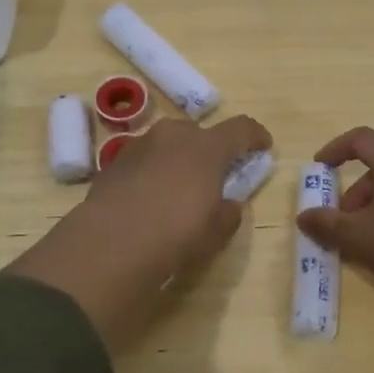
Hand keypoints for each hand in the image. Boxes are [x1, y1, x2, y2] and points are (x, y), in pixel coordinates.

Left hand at [6, 114, 271, 351]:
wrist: (110, 244)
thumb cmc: (176, 234)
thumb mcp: (216, 231)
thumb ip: (229, 212)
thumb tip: (227, 205)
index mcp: (207, 147)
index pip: (241, 128)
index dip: (255, 135)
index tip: (263, 146)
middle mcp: (173, 136)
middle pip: (199, 133)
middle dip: (210, 149)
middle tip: (214, 174)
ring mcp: (139, 146)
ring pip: (167, 144)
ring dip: (177, 158)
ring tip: (178, 187)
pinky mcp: (112, 163)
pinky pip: (143, 161)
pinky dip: (151, 172)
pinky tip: (148, 199)